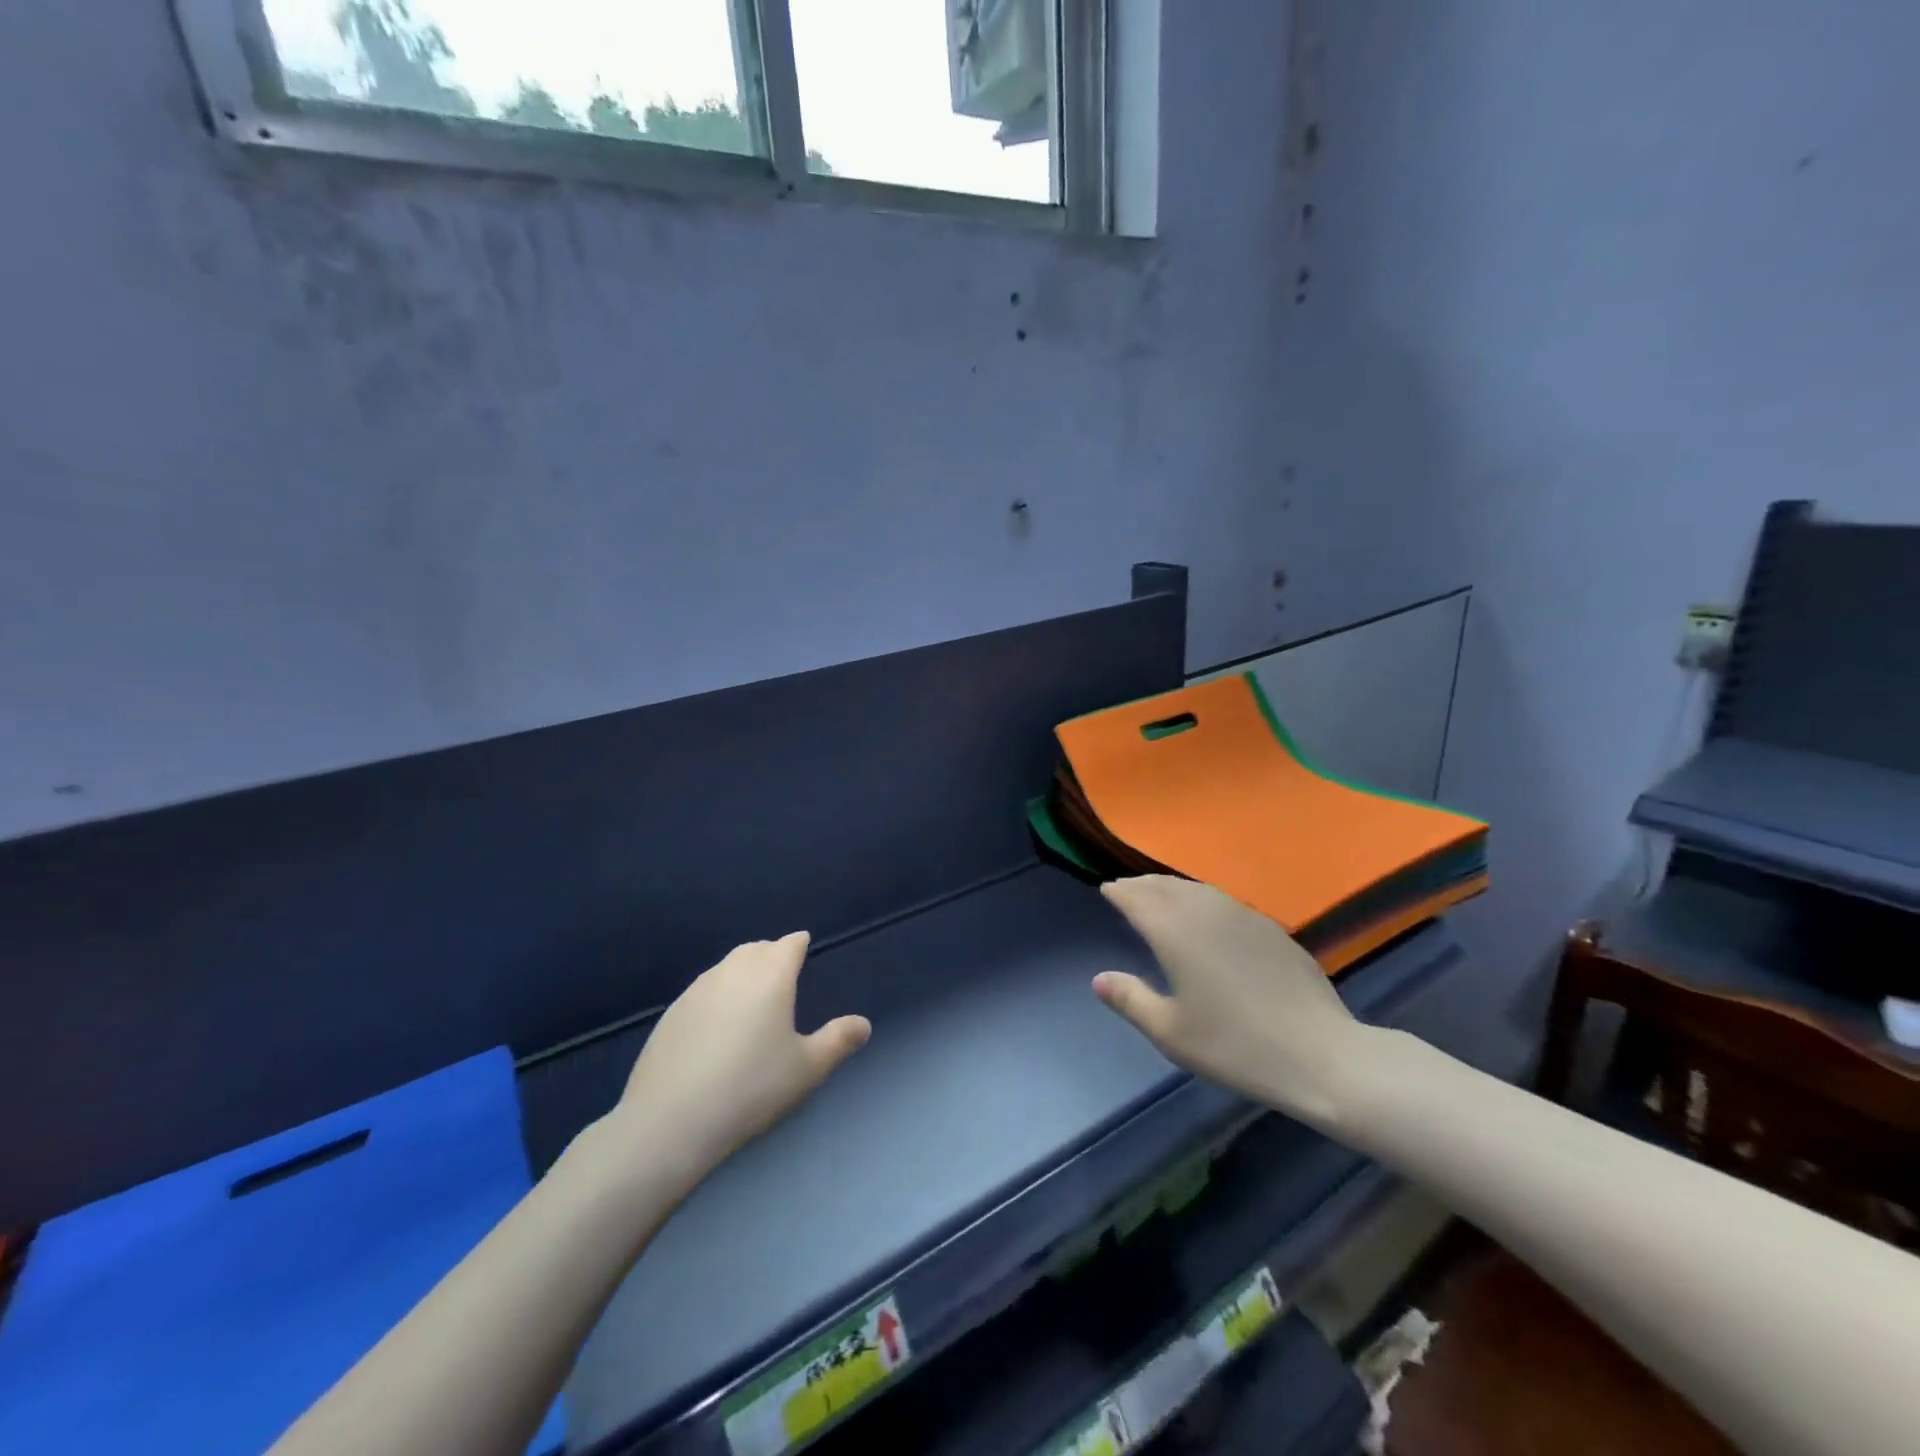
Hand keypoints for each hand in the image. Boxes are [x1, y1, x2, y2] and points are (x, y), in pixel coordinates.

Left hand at [596, 933, 869, 1188]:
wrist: (671, 1121)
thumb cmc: (751, 1088)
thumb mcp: (807, 1069)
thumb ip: (838, 1041)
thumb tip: (863, 1024)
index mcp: (771, 977)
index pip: (788, 945)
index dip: (798, 943)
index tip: (803, 946)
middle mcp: (733, 972)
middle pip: (755, 949)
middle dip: (771, 953)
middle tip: (781, 969)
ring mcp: (697, 991)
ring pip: (726, 966)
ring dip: (742, 969)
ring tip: (751, 991)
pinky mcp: (672, 1014)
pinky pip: (703, 989)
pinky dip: (718, 991)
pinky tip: (717, 1020)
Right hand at [1092, 876, 1369, 1127]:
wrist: (1320, 1053)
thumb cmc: (1236, 1045)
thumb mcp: (1171, 1033)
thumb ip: (1131, 1000)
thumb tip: (1099, 978)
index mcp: (1175, 932)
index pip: (1138, 899)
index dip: (1119, 892)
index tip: (1106, 889)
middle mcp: (1206, 912)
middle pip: (1166, 886)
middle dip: (1142, 884)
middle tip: (1126, 888)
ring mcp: (1243, 916)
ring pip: (1197, 889)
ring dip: (1171, 887)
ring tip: (1159, 894)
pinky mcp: (1270, 928)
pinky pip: (1223, 900)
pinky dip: (1201, 898)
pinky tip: (1206, 915)